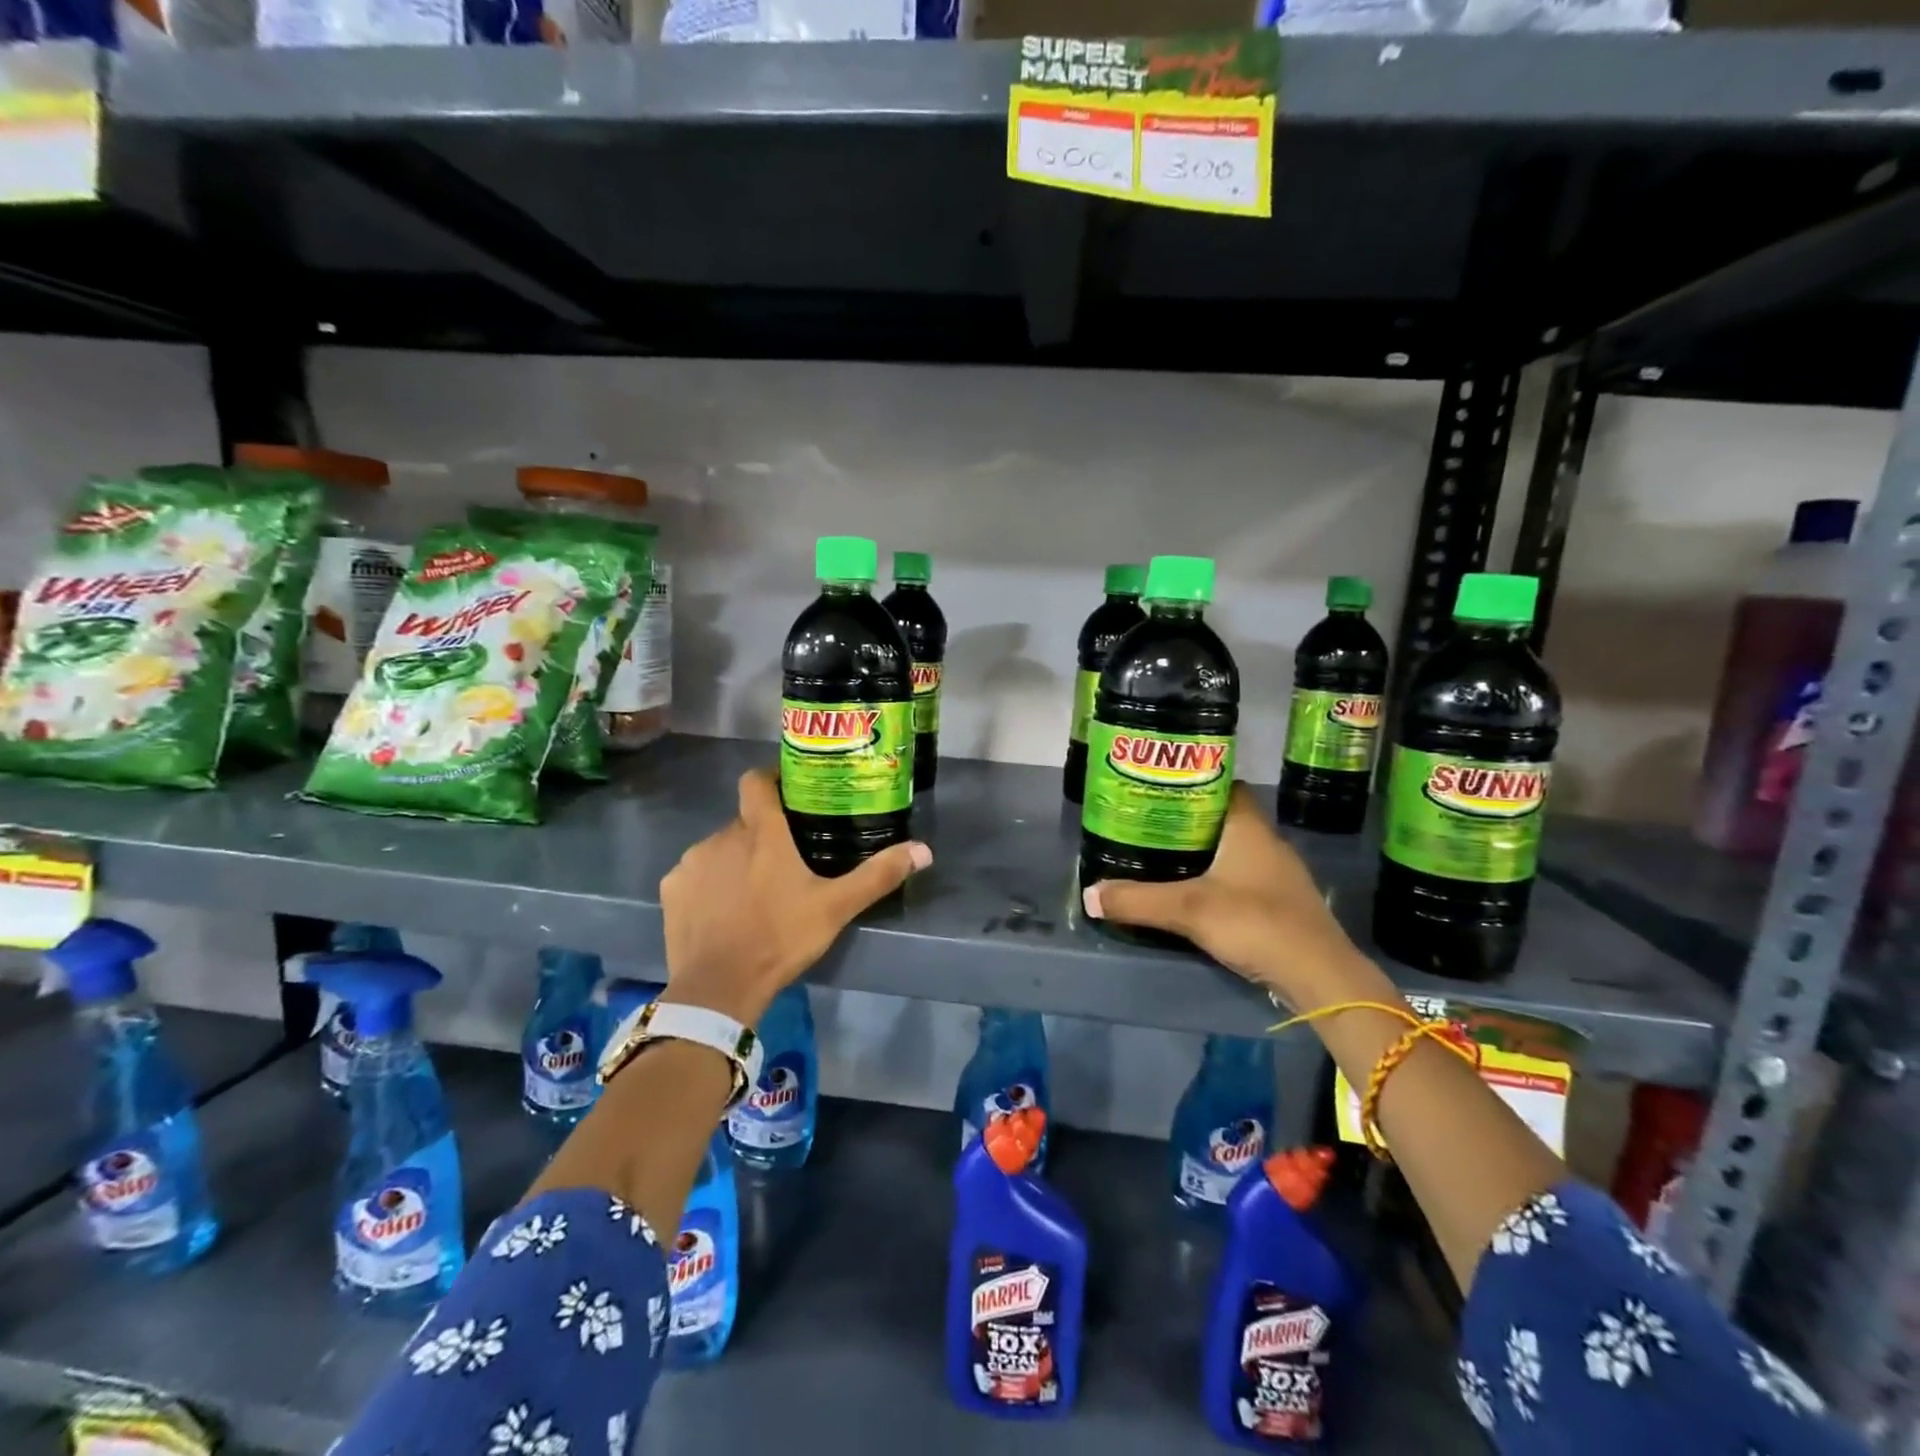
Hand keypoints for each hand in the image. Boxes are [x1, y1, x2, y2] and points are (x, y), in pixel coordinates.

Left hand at [659, 767, 931, 1025]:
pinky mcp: (671, 889)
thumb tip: (924, 850)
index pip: (756, 781)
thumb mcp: (836, 907)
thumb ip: (878, 875)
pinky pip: (694, 875)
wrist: (718, 988)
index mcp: (761, 832)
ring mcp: (691, 862)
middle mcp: (722, 836)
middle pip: (743, 821)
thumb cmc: (780, 938)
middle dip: (761, 835)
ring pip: (719, 848)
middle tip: (784, 862)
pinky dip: (709, 885)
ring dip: (735, 860)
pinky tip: (722, 912)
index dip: (771, 780)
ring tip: (754, 892)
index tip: (789, 793)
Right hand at [1082, 783, 1380, 1011]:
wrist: (1320, 977)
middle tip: (1148, 823)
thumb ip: (1138, 901)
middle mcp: (1267, 842)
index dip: (1193, 781)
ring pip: (1232, 849)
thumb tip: (1089, 895)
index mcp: (1249, 828)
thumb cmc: (1256, 923)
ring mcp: (1278, 874)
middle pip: (1223, 817)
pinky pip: (1241, 876)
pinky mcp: (1281, 903)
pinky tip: (1193, 892)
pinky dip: (1217, 877)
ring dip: (1202, 851)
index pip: (1224, 785)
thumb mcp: (1189, 910)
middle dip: (1188, 819)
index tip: (1159, 787)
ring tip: (1162, 855)